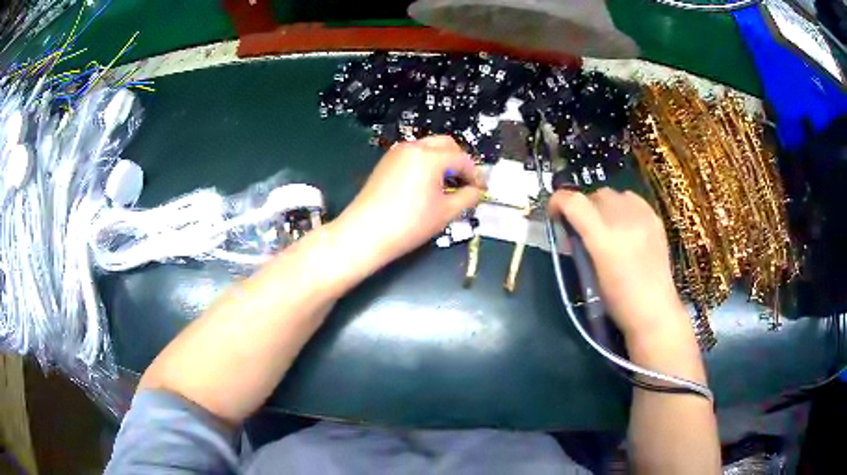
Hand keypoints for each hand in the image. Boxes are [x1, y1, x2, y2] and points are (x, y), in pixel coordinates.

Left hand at [336, 136, 483, 265]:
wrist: (364, 233)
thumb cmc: (409, 224)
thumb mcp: (445, 212)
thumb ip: (468, 197)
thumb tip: (478, 191)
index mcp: (430, 156)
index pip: (462, 159)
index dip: (476, 174)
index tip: (482, 190)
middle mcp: (413, 147)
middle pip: (446, 145)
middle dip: (460, 161)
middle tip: (466, 184)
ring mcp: (397, 153)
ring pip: (428, 148)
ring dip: (443, 161)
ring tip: (447, 186)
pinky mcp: (386, 162)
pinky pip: (414, 156)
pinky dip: (426, 164)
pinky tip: (427, 185)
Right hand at [547, 188, 689, 339]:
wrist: (655, 310)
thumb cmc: (618, 302)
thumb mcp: (590, 276)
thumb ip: (579, 247)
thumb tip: (569, 230)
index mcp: (603, 240)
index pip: (574, 202)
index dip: (558, 201)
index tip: (554, 213)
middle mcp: (623, 221)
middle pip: (593, 195)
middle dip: (582, 207)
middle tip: (582, 227)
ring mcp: (642, 217)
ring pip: (613, 193)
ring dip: (603, 205)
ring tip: (606, 224)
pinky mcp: (655, 218)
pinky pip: (632, 199)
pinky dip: (622, 206)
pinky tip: (625, 224)